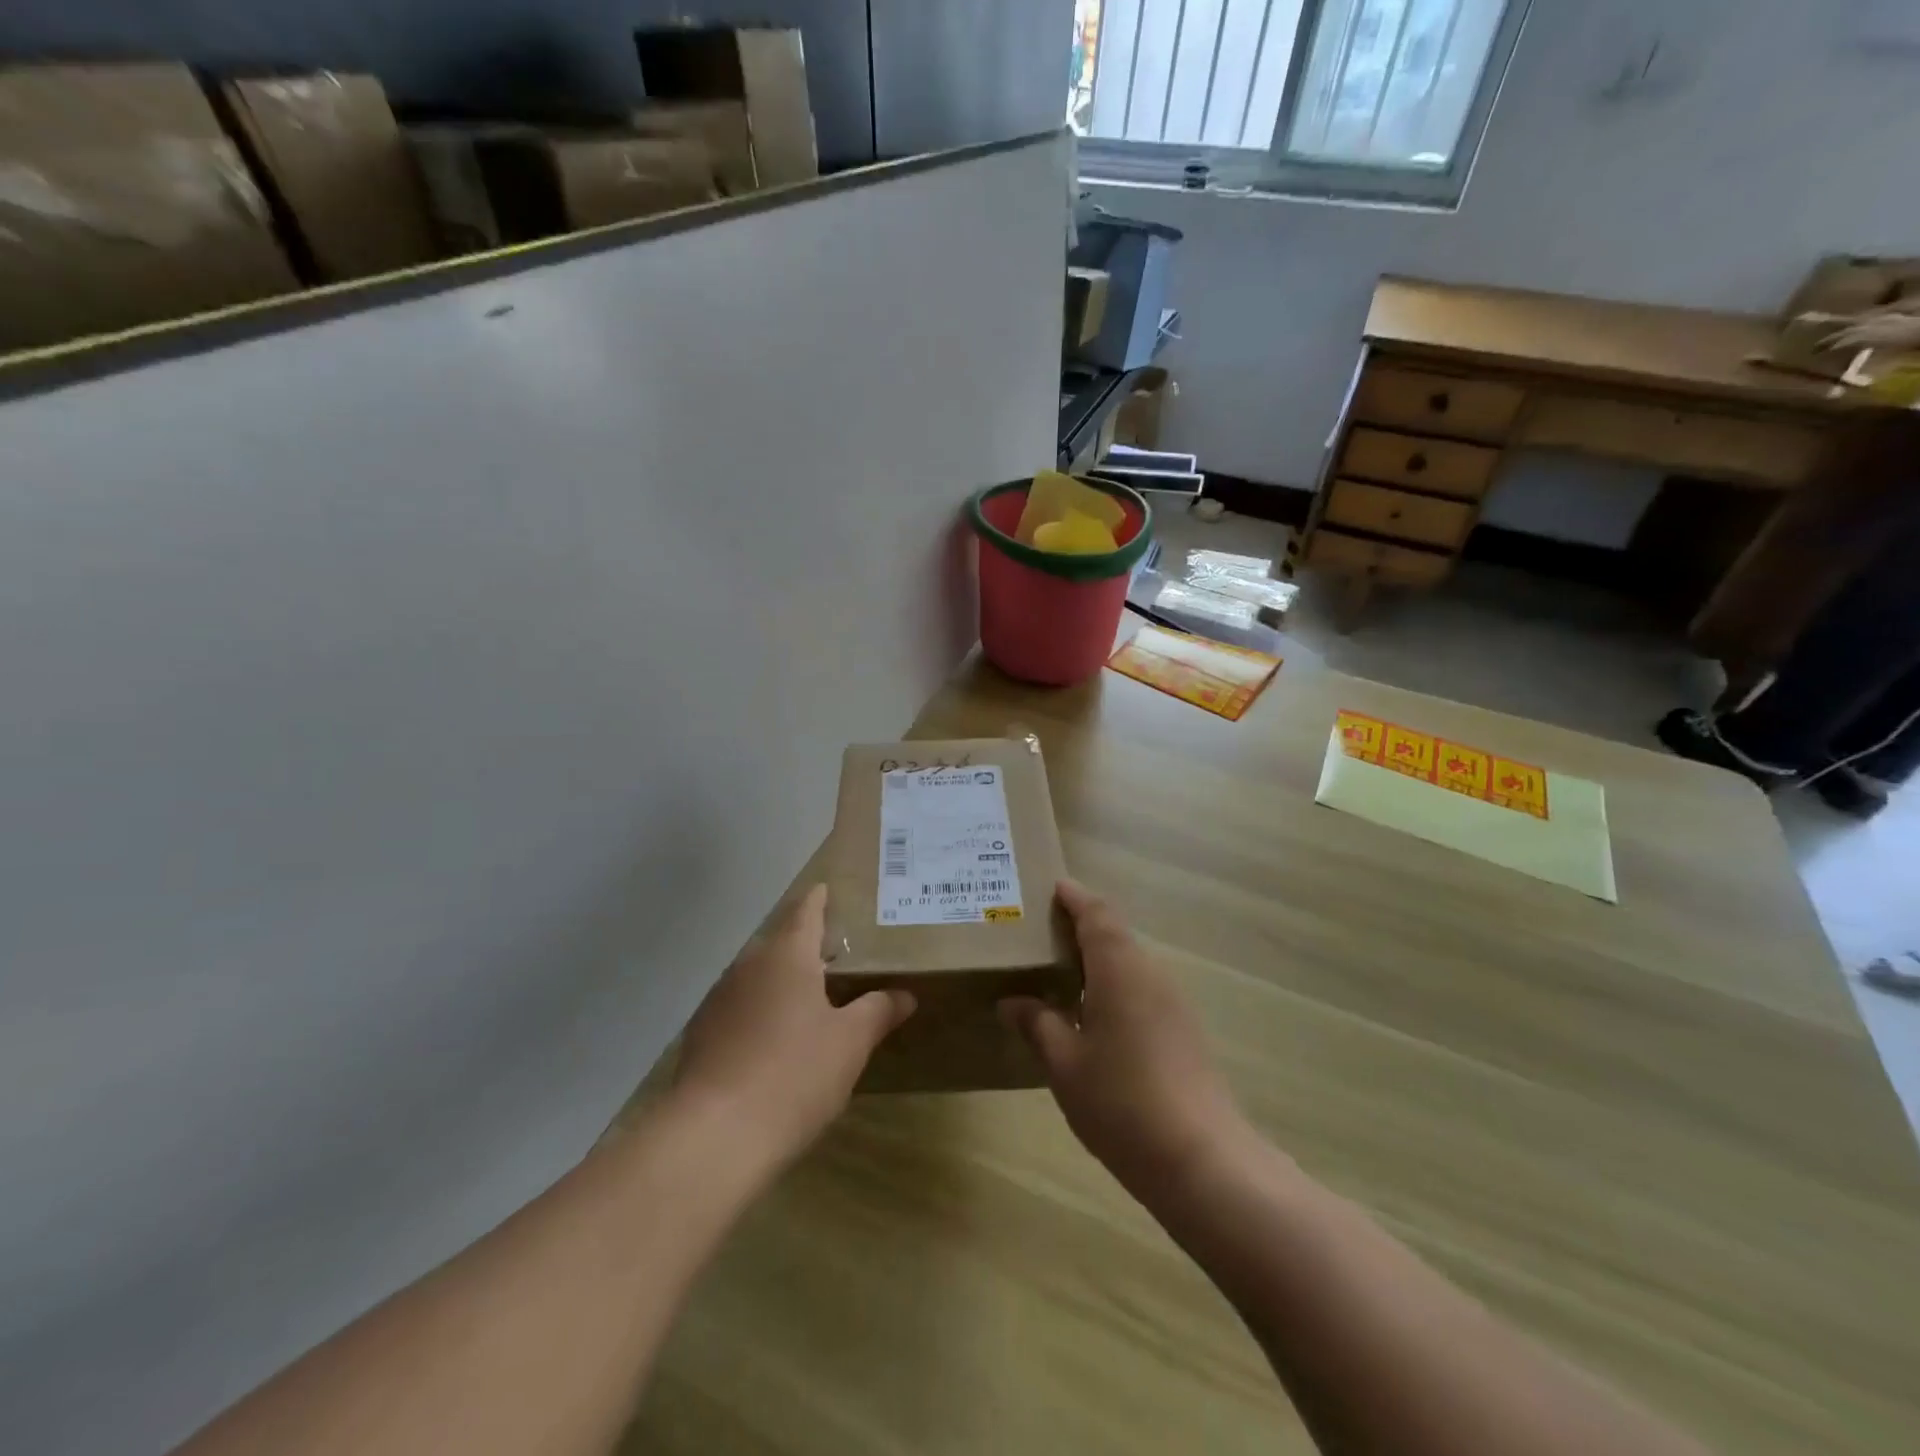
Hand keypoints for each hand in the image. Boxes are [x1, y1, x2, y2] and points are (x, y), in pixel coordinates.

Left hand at [672, 885, 914, 1177]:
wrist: (713, 1136)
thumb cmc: (794, 1074)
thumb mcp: (850, 1043)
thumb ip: (878, 1011)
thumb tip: (905, 994)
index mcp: (787, 956)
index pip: (805, 912)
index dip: (818, 900)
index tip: (826, 888)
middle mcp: (748, 966)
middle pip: (779, 941)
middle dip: (803, 942)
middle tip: (832, 950)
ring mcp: (719, 1000)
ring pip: (757, 974)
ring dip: (781, 977)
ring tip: (807, 994)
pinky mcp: (701, 1035)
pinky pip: (739, 1006)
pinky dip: (760, 1008)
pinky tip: (772, 1038)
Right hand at [1000, 880, 1244, 1195]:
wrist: (1201, 1159)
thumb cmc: (1121, 1103)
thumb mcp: (1065, 1064)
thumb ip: (1038, 1024)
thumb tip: (1012, 1002)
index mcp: (1120, 969)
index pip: (1096, 914)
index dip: (1074, 897)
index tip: (1052, 887)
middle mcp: (1151, 973)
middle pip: (1116, 933)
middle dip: (1083, 925)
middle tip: (1044, 931)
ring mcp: (1173, 1001)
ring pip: (1131, 961)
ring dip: (1100, 956)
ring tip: (1062, 970)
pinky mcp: (1184, 1029)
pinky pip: (1143, 987)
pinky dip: (1116, 983)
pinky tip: (1094, 1013)